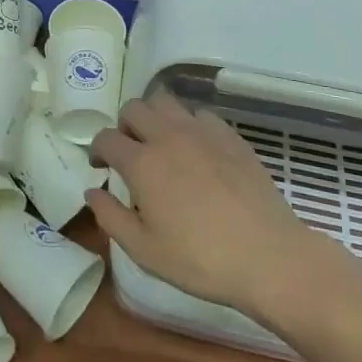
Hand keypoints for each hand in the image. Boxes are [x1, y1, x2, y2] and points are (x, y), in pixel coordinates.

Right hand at [87, 93, 345, 317]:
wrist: (269, 256)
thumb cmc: (200, 260)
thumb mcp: (144, 251)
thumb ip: (111, 217)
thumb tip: (92, 191)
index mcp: (142, 163)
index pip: (106, 137)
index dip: (97, 150)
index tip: (101, 166)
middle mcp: (167, 136)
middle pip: (134, 108)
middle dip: (124, 126)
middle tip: (130, 153)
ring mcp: (201, 132)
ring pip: (165, 102)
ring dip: (154, 117)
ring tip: (161, 144)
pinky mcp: (230, 136)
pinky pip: (199, 114)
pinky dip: (188, 124)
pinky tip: (196, 149)